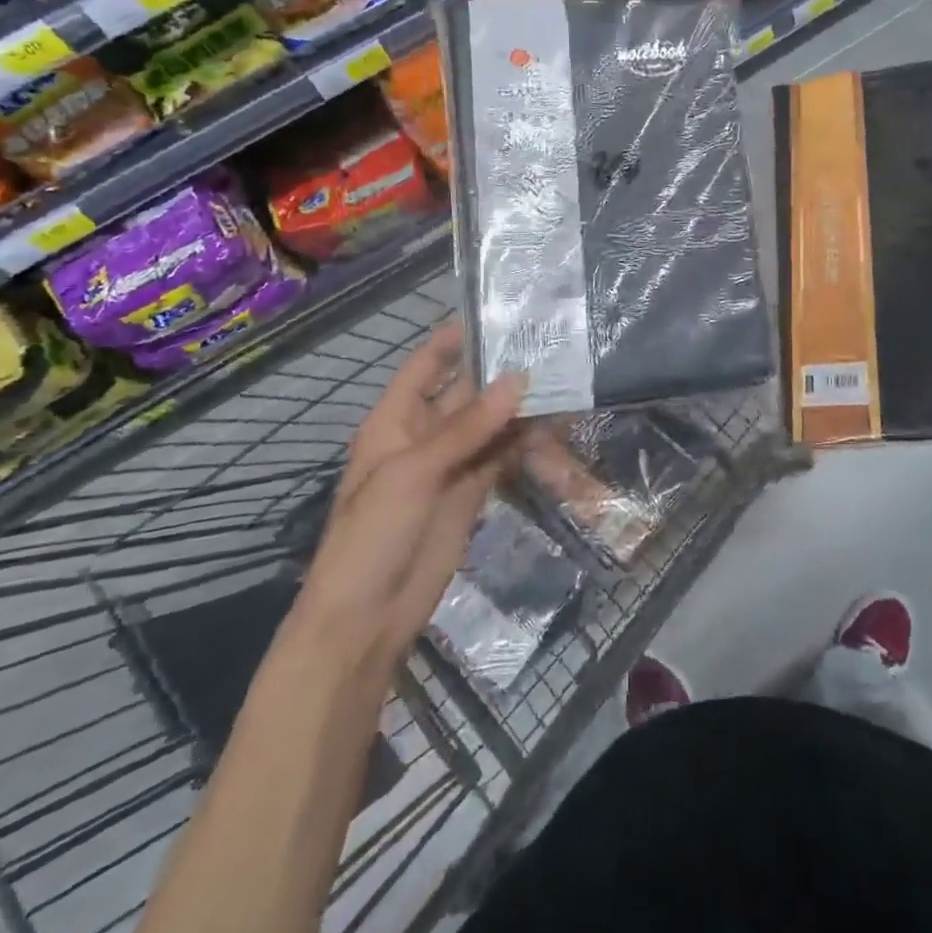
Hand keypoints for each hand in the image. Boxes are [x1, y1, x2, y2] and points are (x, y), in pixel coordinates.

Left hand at [289, 322, 525, 682]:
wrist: (367, 618)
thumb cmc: (373, 534)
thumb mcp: (414, 472)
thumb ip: (469, 427)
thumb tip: (519, 379)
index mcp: (394, 420)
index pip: (426, 366)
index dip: (454, 339)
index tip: (496, 313)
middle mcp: (424, 435)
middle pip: (466, 393)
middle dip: (502, 372)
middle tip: (549, 345)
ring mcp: (450, 465)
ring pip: (491, 424)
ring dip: (521, 407)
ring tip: (564, 380)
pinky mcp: (473, 492)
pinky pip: (502, 456)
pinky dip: (526, 442)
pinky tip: (556, 426)